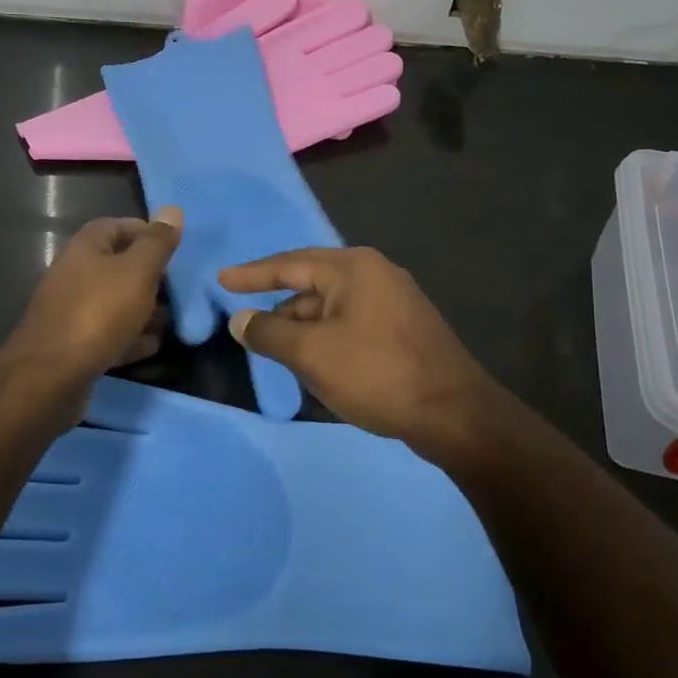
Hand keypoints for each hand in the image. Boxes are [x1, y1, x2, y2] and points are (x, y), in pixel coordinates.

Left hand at [11, 208, 181, 379]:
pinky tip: (150, 346)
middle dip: (151, 277)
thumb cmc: (98, 313)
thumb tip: (173, 210)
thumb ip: (157, 243)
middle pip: (119, 266)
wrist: (50, 376)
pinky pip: (109, 333)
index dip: (147, 232)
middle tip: (177, 289)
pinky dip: (130, 337)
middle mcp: (75, 274)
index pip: (118, 225)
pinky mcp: (75, 344)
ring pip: (116, 302)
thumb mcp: (137, 271)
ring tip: (170, 322)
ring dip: (144, 311)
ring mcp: (73, 311)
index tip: (174, 248)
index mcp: (86, 248)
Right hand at [219, 246, 504, 462]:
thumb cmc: (377, 373)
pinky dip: (328, 339)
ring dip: (304, 329)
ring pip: (332, 308)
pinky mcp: (405, 328)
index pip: (289, 263)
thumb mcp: (312, 354)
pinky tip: (319, 365)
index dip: (252, 274)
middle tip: (250, 333)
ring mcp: (394, 301)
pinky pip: (352, 324)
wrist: (455, 414)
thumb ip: (270, 333)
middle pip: (311, 285)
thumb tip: (240, 321)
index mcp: (353, 268)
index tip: (222, 280)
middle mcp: (375, 273)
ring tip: (281, 356)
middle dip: (280, 311)